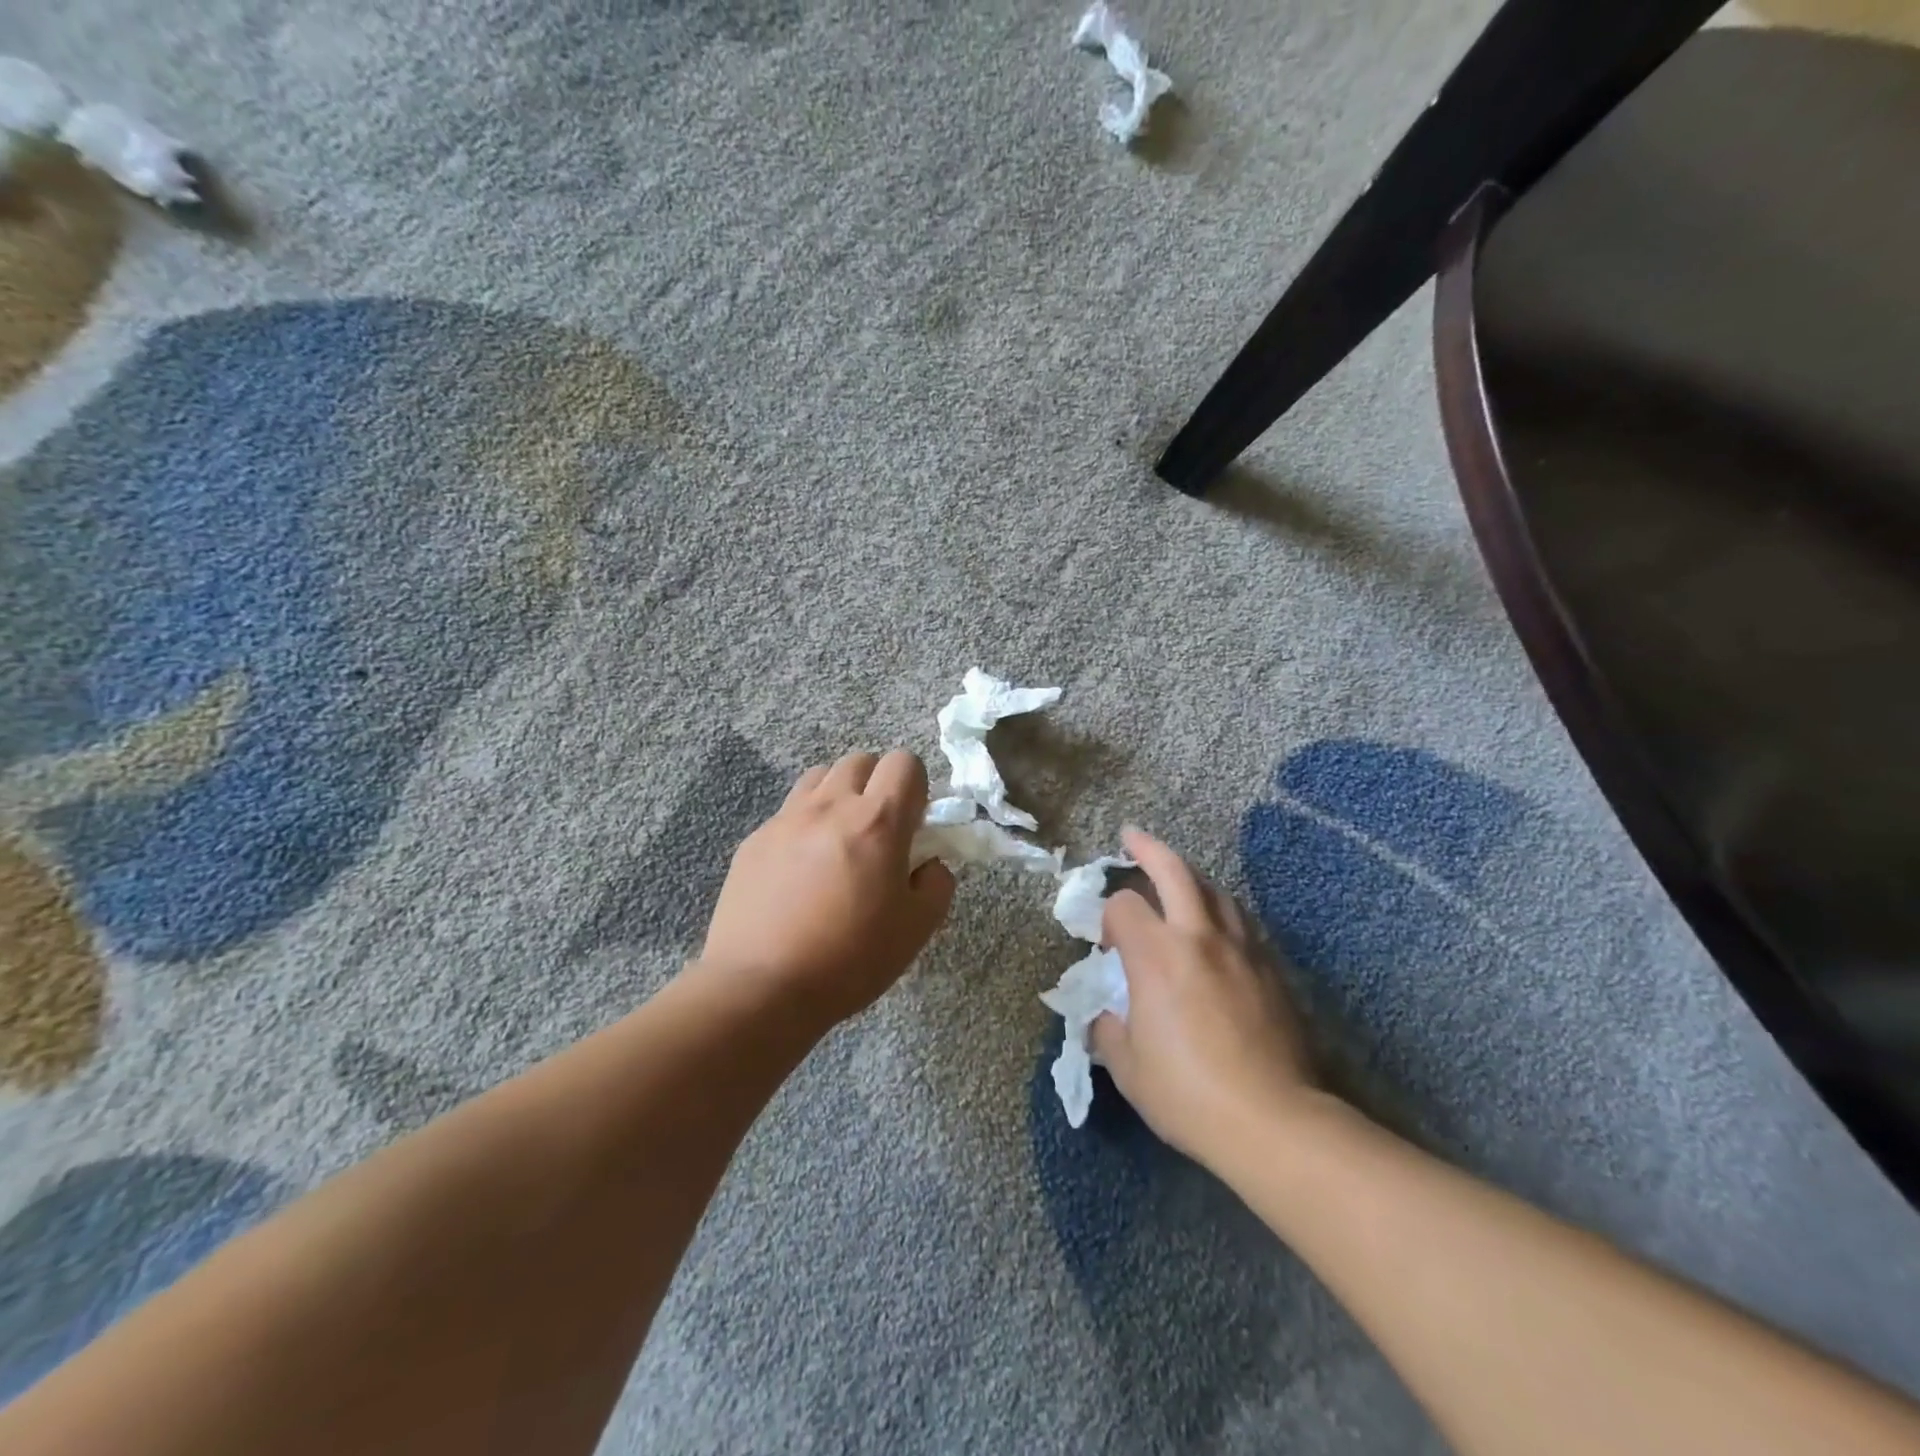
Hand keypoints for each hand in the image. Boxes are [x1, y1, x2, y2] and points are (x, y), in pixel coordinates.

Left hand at [699, 750, 955, 1027]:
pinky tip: (799, 873)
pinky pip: (788, 813)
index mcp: (877, 821)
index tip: (913, 826)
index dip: (916, 787)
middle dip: (877, 785)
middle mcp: (830, 806)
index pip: (905, 763)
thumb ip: (937, 884)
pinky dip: (804, 826)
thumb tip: (929, 864)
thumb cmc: (849, 959)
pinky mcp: (754, 840)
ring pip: (820, 777)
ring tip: (838, 841)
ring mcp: (786, 820)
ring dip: (838, 796)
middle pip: (860, 761)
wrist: (760, 988)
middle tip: (877, 832)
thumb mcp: (916, 929)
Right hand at [1091, 828, 1319, 1165]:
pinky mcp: (1270, 968)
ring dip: (1189, 876)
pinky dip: (1218, 910)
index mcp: (1156, 955)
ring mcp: (1240, 948)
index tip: (1107, 947)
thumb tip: (1104, 1013)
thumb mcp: (1127, 1067)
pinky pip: (1239, 921)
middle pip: (1174, 870)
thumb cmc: (1188, 1093)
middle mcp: (1198, 936)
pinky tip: (1214, 927)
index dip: (1108, 917)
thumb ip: (1107, 1029)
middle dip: (1148, 848)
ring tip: (1175, 879)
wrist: (1273, 1121)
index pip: (1124, 905)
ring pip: (1214, 889)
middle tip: (1131, 837)